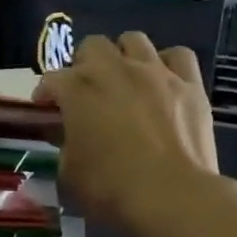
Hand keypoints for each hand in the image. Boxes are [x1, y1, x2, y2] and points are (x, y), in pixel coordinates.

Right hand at [35, 32, 221, 236]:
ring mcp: (156, 72)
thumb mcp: (69, 173)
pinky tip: (163, 81)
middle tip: (86, 91)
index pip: (52, 80)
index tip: (45, 110)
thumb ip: (64, 146)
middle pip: (92, 46)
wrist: (172, 197)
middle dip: (84, 64)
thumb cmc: (110, 188)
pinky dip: (167, 63)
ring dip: (123, 56)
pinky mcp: (190, 84)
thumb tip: (67, 135)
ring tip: (124, 79)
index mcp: (78, 90)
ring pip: (134, 40)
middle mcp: (115, 69)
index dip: (46, 94)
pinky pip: (178, 55)